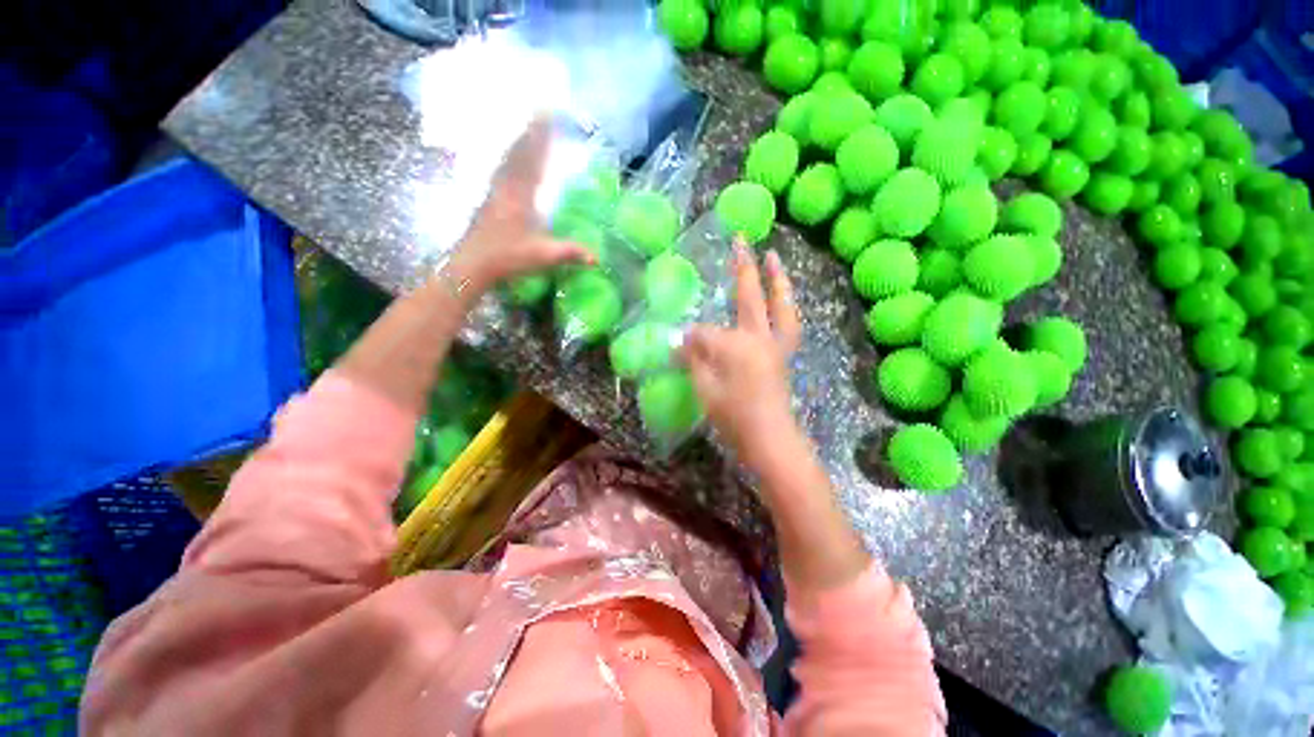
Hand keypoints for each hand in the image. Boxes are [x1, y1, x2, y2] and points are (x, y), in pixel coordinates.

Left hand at [447, 117, 592, 292]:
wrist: (473, 264)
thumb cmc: (507, 258)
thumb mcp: (543, 257)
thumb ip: (570, 253)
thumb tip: (597, 258)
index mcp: (521, 196)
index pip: (533, 160)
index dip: (541, 137)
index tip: (548, 115)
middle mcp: (506, 187)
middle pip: (519, 153)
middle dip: (531, 131)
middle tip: (540, 111)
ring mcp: (494, 192)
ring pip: (508, 160)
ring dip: (519, 142)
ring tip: (527, 128)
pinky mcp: (488, 200)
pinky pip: (501, 171)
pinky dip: (509, 158)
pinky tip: (510, 160)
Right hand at [681, 241, 802, 466]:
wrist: (770, 439)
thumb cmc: (733, 417)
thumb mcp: (704, 389)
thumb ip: (693, 359)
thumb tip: (680, 340)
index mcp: (735, 345)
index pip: (705, 333)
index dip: (690, 338)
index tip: (679, 343)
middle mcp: (758, 337)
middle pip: (749, 296)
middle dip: (742, 267)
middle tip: (741, 239)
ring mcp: (775, 345)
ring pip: (780, 305)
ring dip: (777, 279)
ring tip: (773, 257)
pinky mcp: (783, 355)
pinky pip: (787, 323)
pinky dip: (785, 305)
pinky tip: (781, 298)